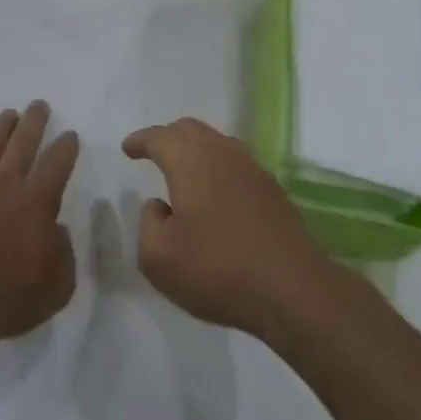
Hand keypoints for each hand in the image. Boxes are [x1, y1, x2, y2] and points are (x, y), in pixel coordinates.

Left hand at [0, 101, 79, 347]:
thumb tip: (56, 231)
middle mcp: (4, 184)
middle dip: (34, 122)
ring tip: (8, 114)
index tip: (70, 134)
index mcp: (36, 201)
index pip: (57, 163)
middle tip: (39, 104)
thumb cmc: (4, 298)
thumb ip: (63, 256)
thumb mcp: (55, 288)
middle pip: (22, 143)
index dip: (66, 146)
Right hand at [126, 118, 335, 337]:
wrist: (292, 290)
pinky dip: (218, 168)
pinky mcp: (273, 190)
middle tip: (153, 153)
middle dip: (168, 137)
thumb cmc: (218, 270)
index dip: (140, 141)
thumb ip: (148, 224)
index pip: (160, 137)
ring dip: (195, 150)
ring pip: (217, 143)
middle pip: (190, 130)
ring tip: (183, 172)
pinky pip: (236, 164)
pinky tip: (216, 194)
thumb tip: (159, 205)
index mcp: (191, 162)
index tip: (128, 149)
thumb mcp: (159, 259)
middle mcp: (222, 153)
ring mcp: (253, 169)